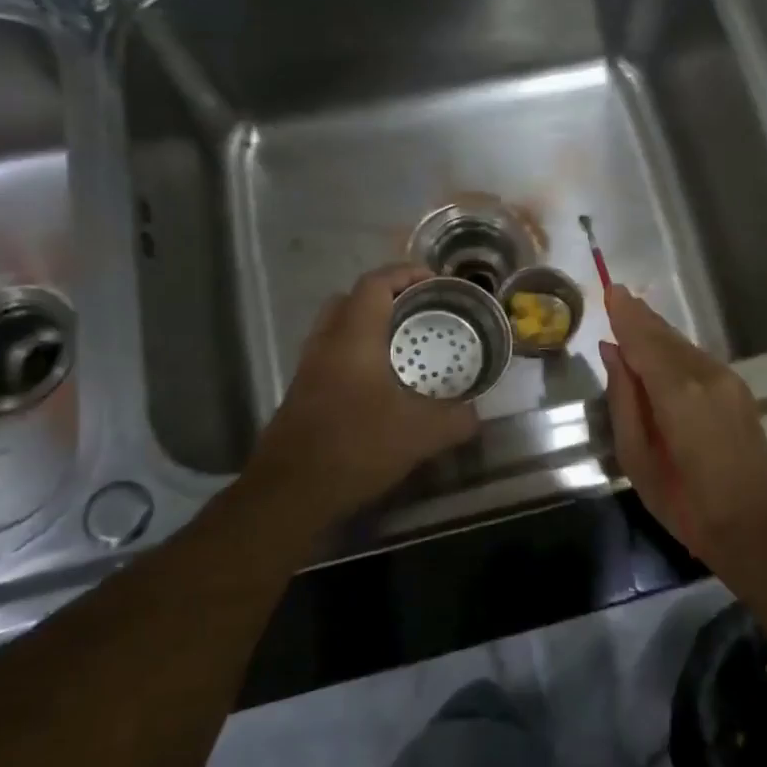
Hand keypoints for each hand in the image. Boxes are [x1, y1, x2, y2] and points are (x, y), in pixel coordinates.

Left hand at [248, 264, 479, 520]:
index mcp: (354, 338)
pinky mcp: (302, 393)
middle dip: (385, 296)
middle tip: (418, 311)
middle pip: (350, 299)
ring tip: (403, 345)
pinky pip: (331, 355)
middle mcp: (326, 344)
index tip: (435, 283)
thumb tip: (475, 414)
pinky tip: (381, 384)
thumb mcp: (421, 435)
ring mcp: (309, 368)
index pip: (375, 284)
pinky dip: (356, 353)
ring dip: (368, 325)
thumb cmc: (356, 448)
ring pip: (337, 327)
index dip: (405, 274)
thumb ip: (456, 419)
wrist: (291, 492)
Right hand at [597, 284, 766, 563]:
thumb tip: (613, 352)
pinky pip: (699, 360)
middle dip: (641, 317)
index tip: (610, 290)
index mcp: (677, 392)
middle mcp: (706, 374)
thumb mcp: (637, 456)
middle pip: (666, 336)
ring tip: (634, 319)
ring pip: (684, 346)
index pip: (644, 340)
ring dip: (658, 333)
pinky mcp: (740, 391)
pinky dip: (676, 351)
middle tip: (618, 297)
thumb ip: (624, 398)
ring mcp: (728, 381)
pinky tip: (662, 353)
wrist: (753, 526)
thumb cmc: (683, 501)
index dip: (625, 315)